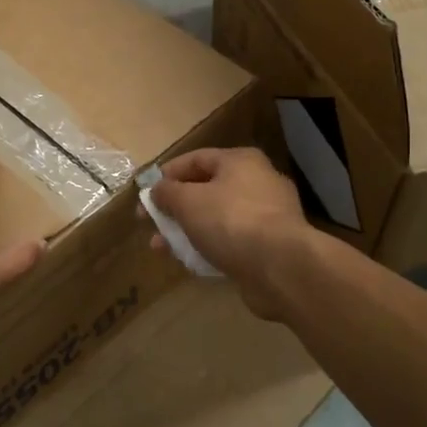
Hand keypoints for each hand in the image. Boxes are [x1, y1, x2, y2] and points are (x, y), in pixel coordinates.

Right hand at [144, 148, 310, 319]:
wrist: (281, 267)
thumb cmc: (230, 221)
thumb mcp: (188, 201)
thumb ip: (167, 193)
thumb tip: (157, 191)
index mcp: (240, 161)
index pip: (196, 159)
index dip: (167, 174)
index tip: (145, 194)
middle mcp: (257, 182)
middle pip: (206, 190)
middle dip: (175, 208)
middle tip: (151, 225)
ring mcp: (267, 215)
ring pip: (217, 218)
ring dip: (187, 231)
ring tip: (161, 248)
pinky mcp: (270, 246)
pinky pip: (231, 241)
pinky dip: (209, 248)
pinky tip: (190, 262)